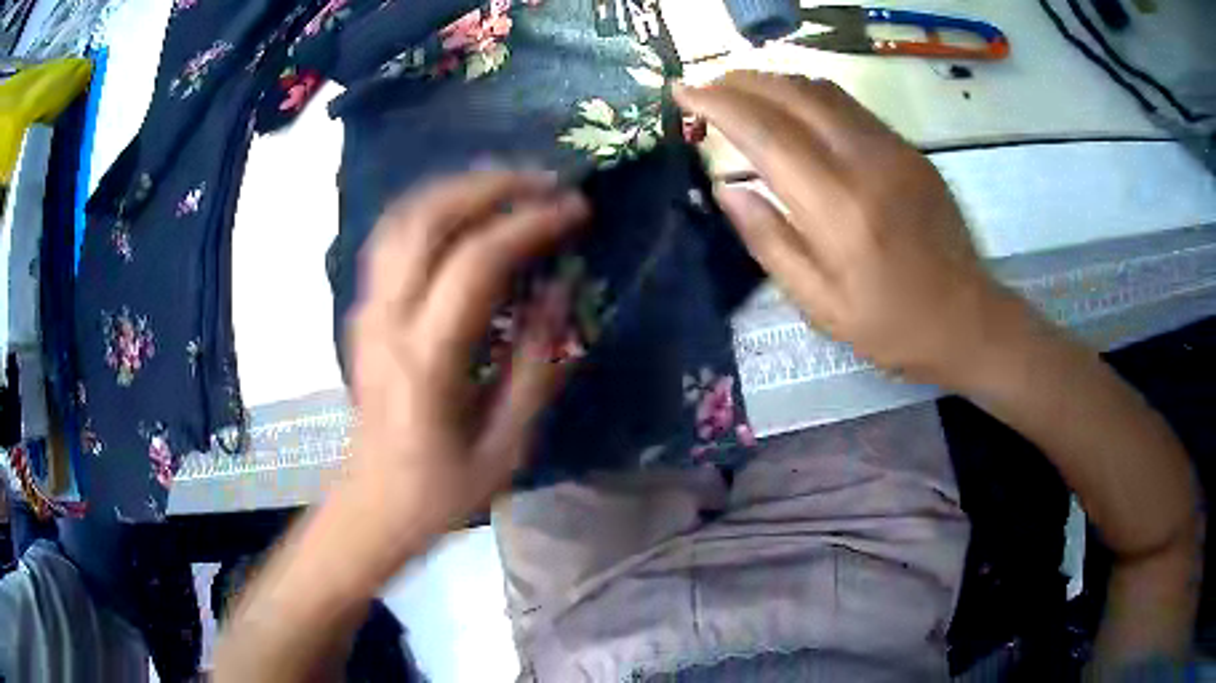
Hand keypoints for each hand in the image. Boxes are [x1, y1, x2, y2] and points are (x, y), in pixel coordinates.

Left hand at [343, 170, 587, 563]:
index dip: (530, 224)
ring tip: (510, 183)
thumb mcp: (506, 444)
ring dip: (458, 188)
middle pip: (429, 220)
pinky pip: (391, 237)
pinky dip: (431, 208)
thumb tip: (559, 289)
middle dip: (491, 185)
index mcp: (427, 361)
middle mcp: (387, 320)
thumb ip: (536, 364)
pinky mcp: (362, 310)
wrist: (372, 505)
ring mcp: (366, 310)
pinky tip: (464, 209)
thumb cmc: (442, 489)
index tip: (575, 209)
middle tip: (544, 181)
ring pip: (403, 218)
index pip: (477, 263)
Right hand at [676, 73, 1021, 386]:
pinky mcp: (909, 149)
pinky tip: (793, 108)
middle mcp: (865, 162)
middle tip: (706, 86)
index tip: (681, 90)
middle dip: (741, 81)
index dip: (717, 104)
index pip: (765, 132)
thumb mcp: (819, 305)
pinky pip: (849, 105)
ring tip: (741, 91)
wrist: (967, 319)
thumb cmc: (891, 325)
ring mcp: (893, 149)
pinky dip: (809, 95)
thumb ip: (769, 242)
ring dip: (774, 81)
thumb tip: (725, 188)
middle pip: (792, 94)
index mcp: (838, 208)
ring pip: (822, 90)